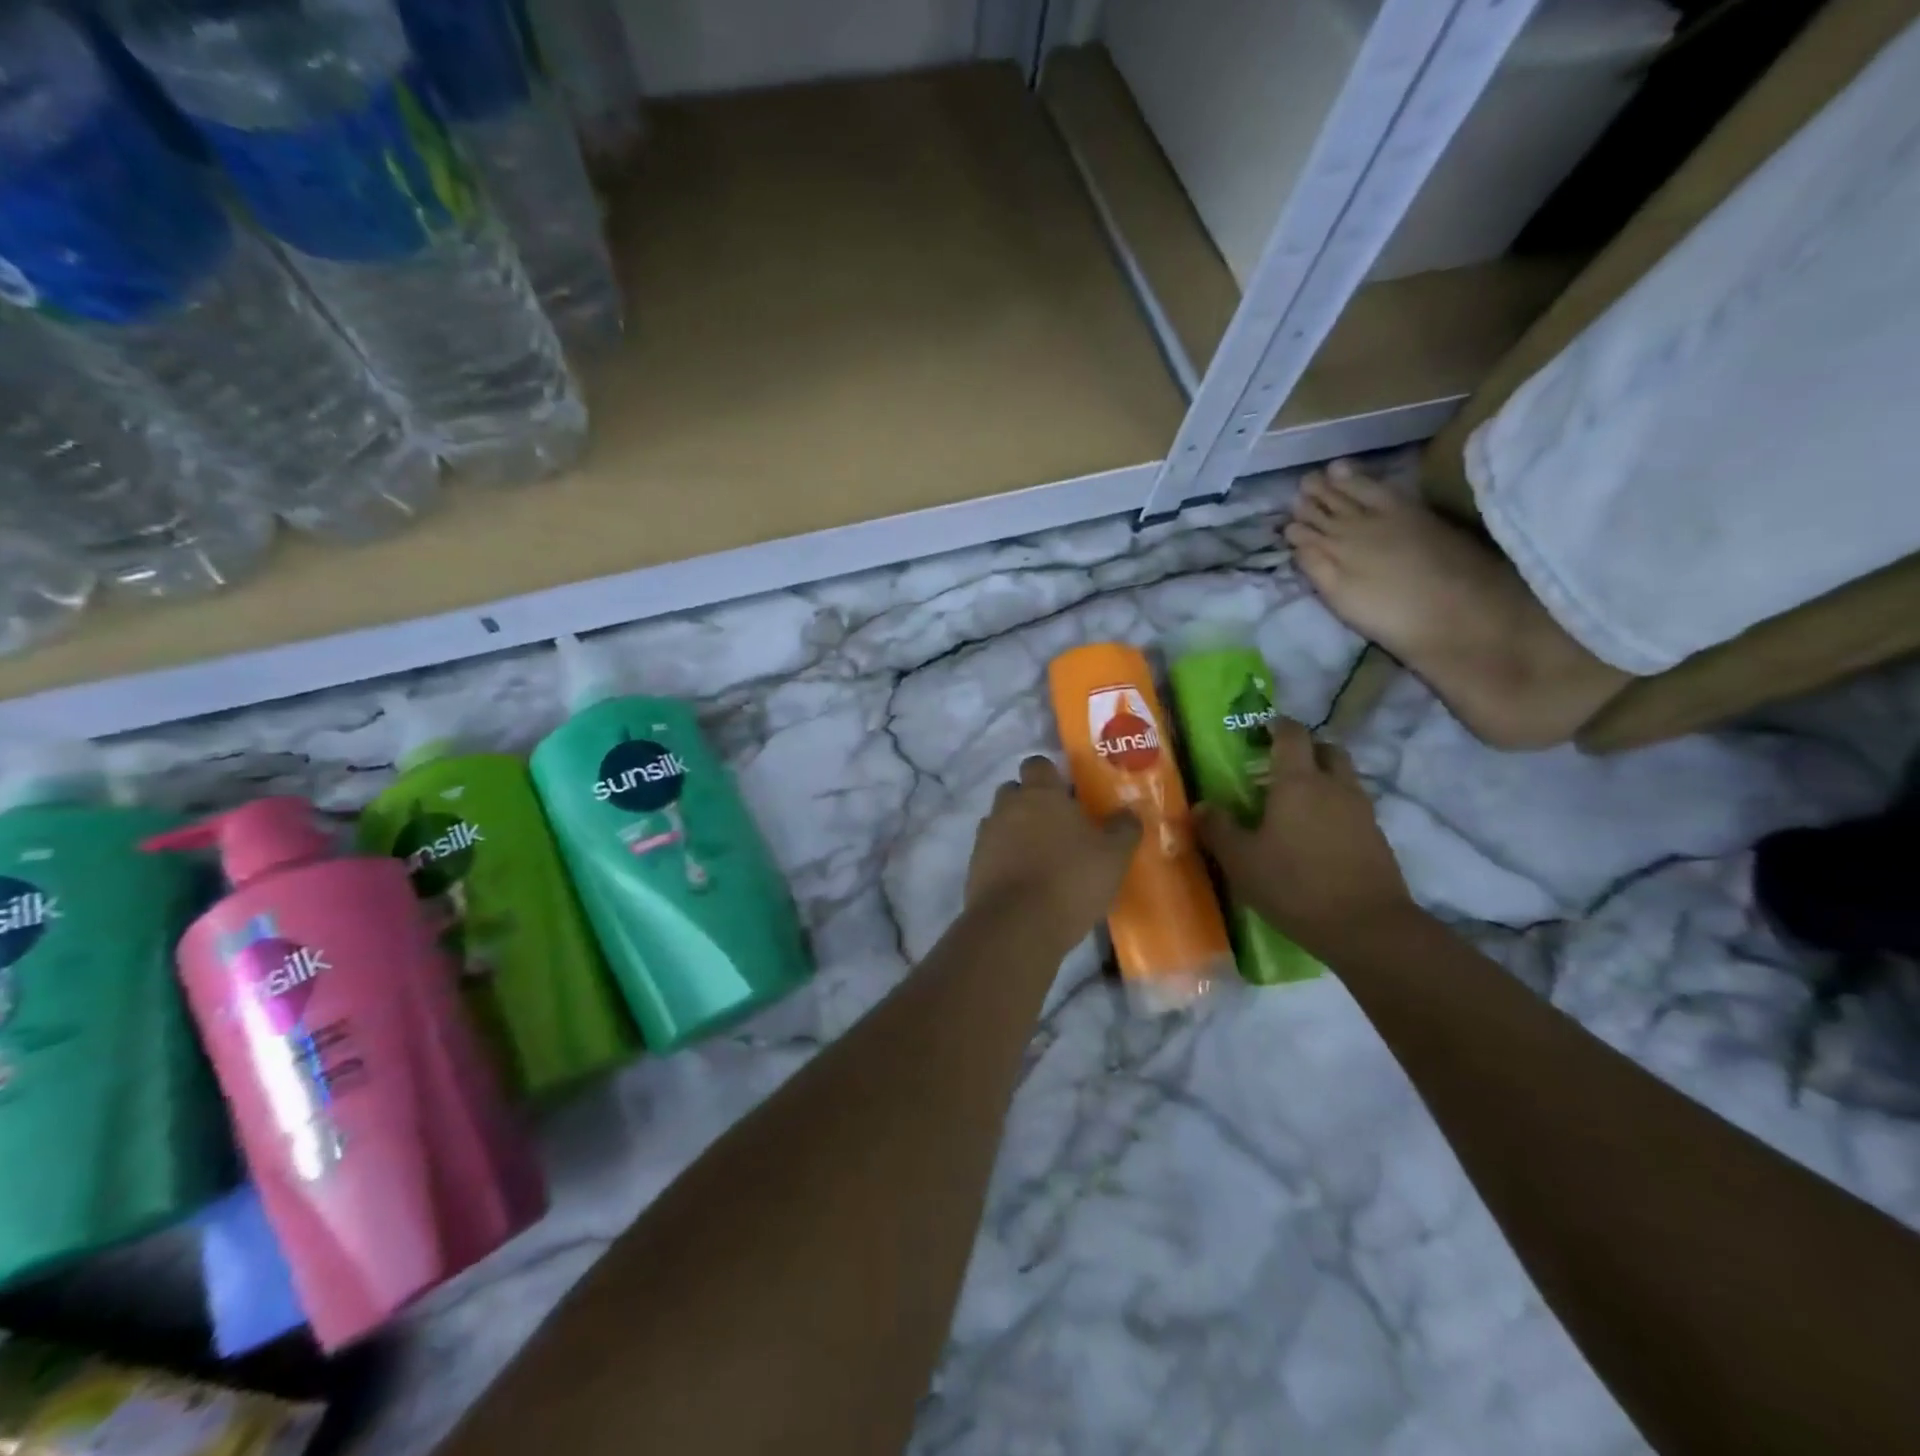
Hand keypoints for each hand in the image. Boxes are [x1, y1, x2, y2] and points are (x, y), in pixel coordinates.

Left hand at [967, 756, 1140, 949]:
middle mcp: (1007, 807)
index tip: (1069, 794)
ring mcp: (986, 836)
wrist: (1017, 926)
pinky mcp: (974, 866)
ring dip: (1016, 831)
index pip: (1038, 764)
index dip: (1052, 776)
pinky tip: (1025, 880)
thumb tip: (1129, 812)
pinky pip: (991, 851)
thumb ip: (1124, 829)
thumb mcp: (1113, 856)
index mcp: (1040, 794)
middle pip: (1015, 791)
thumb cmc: (1070, 880)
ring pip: (1001, 821)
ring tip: (1042, 857)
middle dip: (1032, 802)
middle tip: (1058, 826)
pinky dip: (1005, 859)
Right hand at [1195, 718, 1414, 960]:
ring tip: (1298, 804)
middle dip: (1307, 748)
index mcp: (1297, 782)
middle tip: (1282, 765)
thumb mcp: (1241, 860)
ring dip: (1324, 779)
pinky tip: (1318, 836)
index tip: (1261, 729)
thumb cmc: (1294, 885)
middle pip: (1327, 749)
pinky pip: (1354, 808)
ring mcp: (1362, 811)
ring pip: (1344, 778)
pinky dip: (1336, 809)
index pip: (1291, 734)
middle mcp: (1334, 786)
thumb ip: (1218, 829)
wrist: (1366, 927)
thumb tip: (1200, 807)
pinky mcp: (1377, 837)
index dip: (1277, 726)